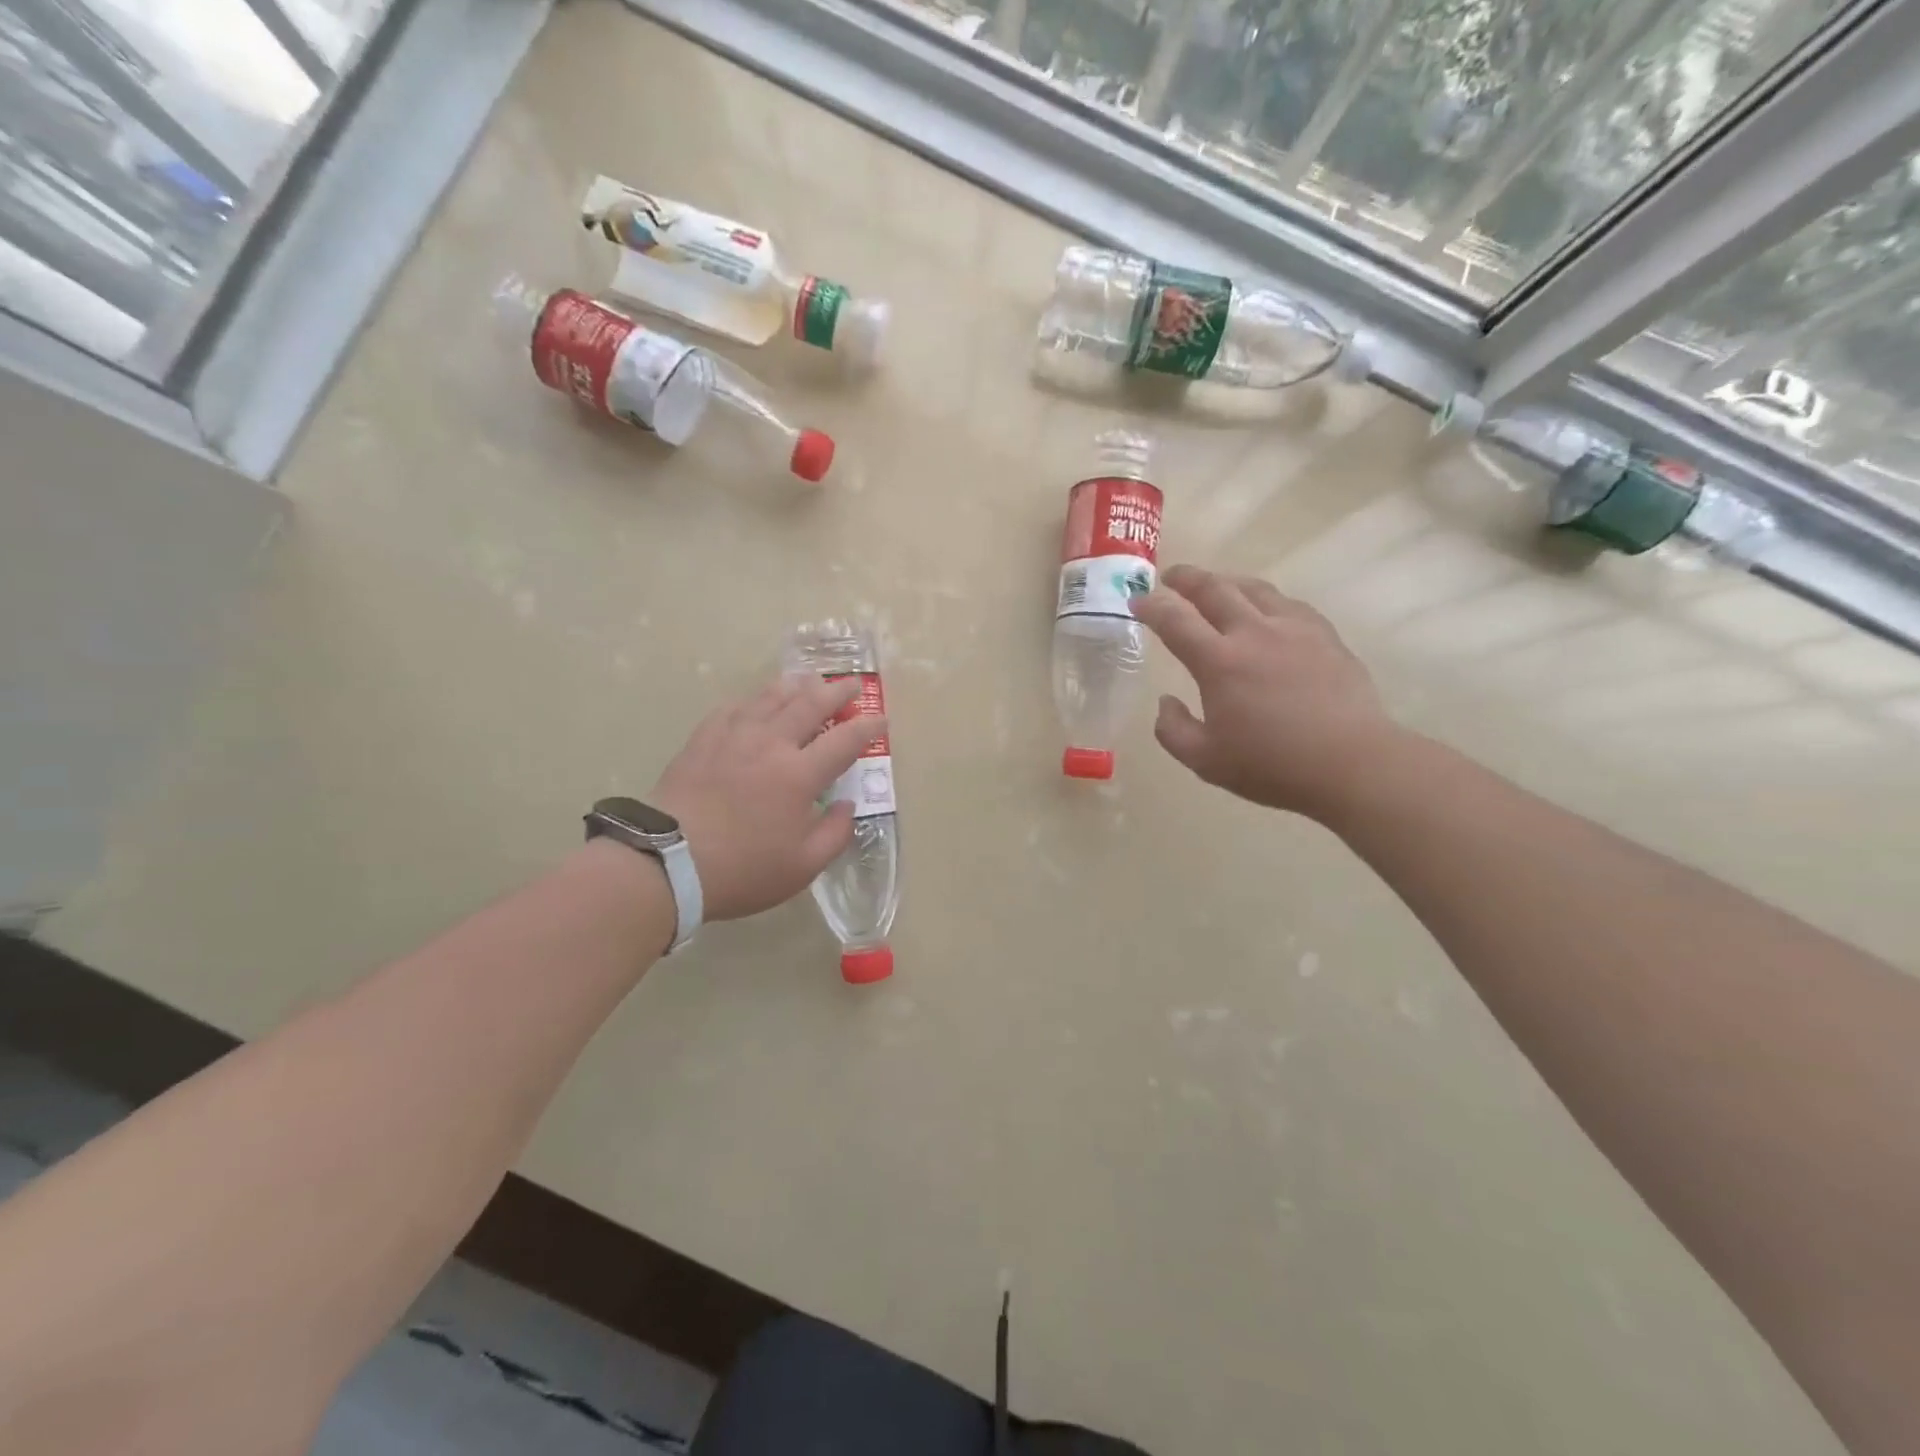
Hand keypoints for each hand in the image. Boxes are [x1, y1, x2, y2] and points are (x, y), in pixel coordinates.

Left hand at [650, 675, 882, 920]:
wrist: (667, 862)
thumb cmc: (742, 869)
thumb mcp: (802, 867)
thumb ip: (835, 834)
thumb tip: (847, 806)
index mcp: (799, 775)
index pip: (845, 740)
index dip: (868, 726)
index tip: (881, 719)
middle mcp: (771, 744)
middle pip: (810, 704)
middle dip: (837, 691)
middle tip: (852, 685)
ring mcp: (734, 736)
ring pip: (771, 697)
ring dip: (797, 685)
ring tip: (809, 680)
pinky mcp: (704, 739)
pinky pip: (734, 707)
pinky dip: (754, 699)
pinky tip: (756, 700)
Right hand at [1131, 565, 1398, 821]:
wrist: (1351, 763)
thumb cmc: (1272, 766)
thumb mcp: (1205, 761)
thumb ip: (1173, 730)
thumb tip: (1165, 702)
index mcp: (1219, 662)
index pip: (1175, 620)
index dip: (1151, 606)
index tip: (1137, 601)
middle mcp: (1253, 633)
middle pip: (1214, 589)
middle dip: (1186, 578)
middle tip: (1170, 577)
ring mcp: (1293, 629)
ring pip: (1253, 588)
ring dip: (1226, 581)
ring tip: (1215, 585)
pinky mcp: (1324, 635)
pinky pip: (1287, 603)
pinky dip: (1265, 598)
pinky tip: (1265, 609)